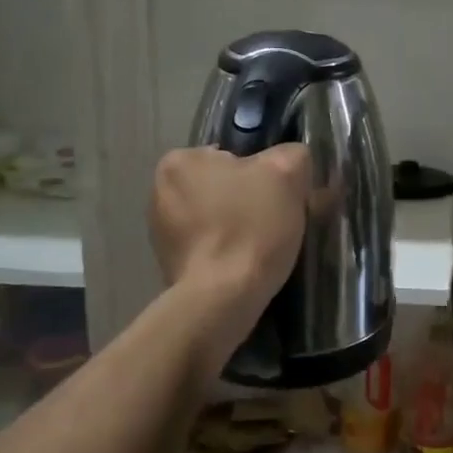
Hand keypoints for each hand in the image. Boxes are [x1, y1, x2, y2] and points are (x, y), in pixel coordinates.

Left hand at [150, 145, 311, 316]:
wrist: (222, 298)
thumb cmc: (250, 227)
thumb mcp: (286, 173)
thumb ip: (292, 154)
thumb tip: (291, 162)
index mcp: (180, 160)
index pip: (235, 157)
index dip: (264, 176)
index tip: (280, 199)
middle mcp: (159, 189)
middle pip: (224, 187)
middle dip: (249, 201)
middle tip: (276, 223)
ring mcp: (160, 230)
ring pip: (216, 217)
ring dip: (237, 227)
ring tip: (262, 248)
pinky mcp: (168, 263)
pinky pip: (208, 246)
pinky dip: (225, 251)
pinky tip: (243, 265)